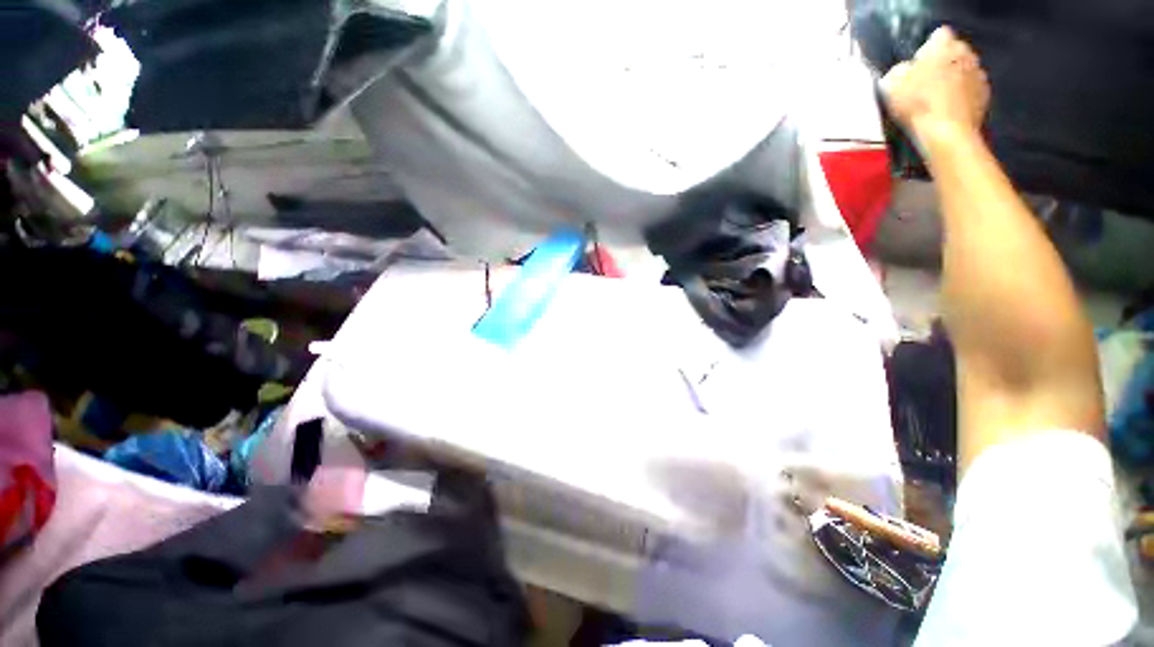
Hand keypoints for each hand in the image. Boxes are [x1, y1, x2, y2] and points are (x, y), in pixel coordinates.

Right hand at [881, 27, 989, 142]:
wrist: (947, 134)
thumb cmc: (918, 105)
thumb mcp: (892, 85)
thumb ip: (898, 71)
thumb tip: (902, 70)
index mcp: (944, 45)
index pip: (937, 35)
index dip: (925, 50)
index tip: (916, 65)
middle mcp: (966, 53)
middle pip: (954, 52)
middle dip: (943, 63)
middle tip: (926, 82)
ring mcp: (980, 74)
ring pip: (964, 70)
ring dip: (954, 79)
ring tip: (937, 98)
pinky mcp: (985, 96)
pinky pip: (971, 90)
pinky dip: (962, 96)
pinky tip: (949, 109)